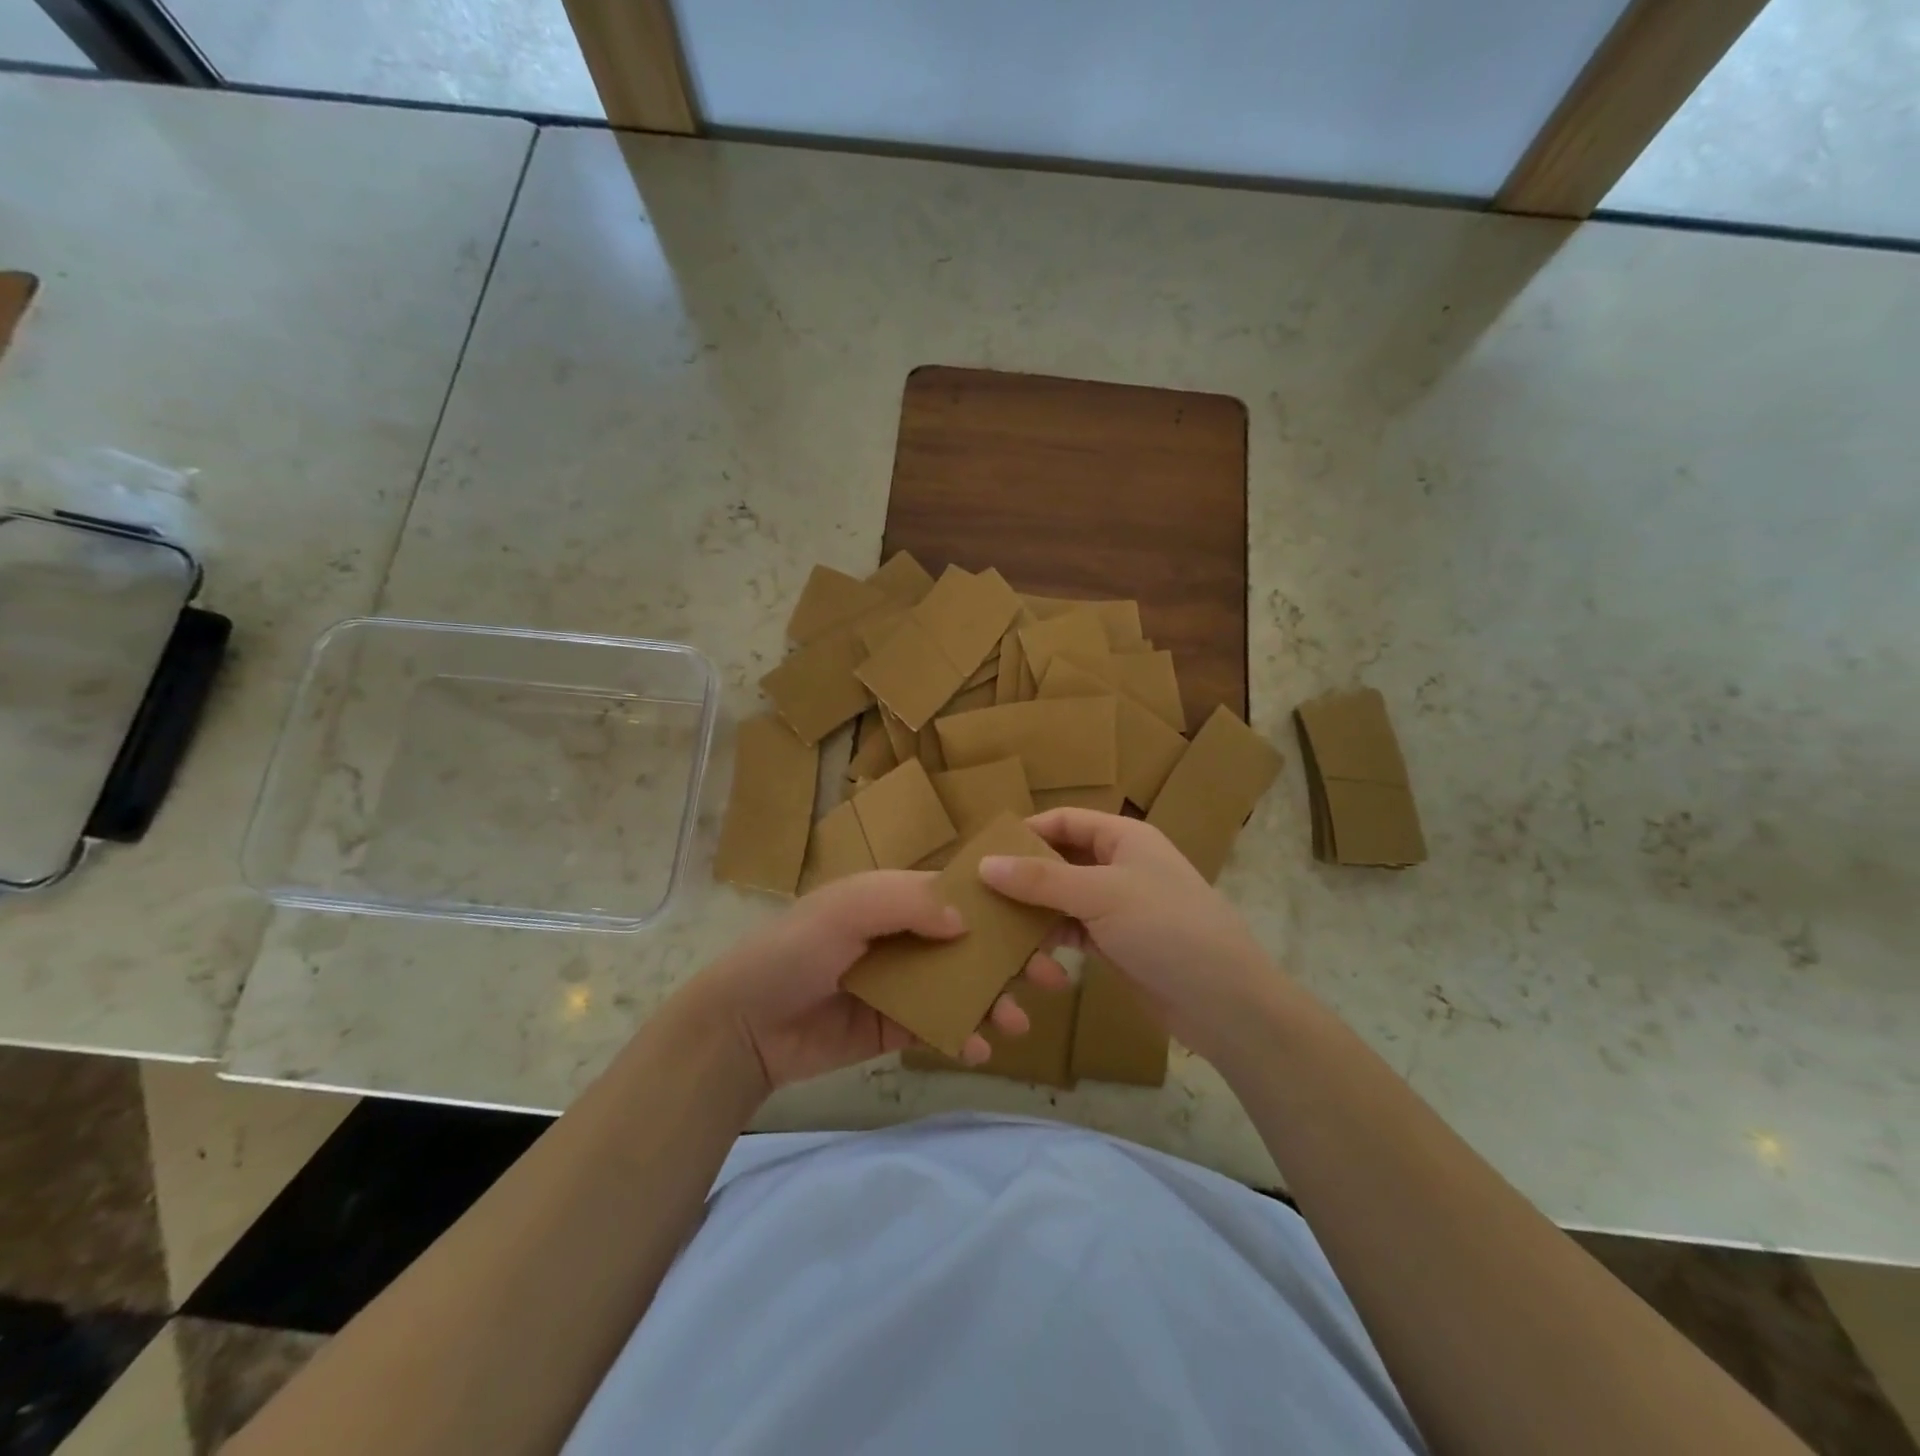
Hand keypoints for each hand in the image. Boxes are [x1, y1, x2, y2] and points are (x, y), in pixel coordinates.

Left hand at [685, 871, 1039, 1096]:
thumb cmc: (794, 951)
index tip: (1043, 923)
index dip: (1000, 907)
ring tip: (1019, 1024)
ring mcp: (902, 985)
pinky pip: (939, 1029)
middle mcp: (904, 938)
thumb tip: (967, 919)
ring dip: (995, 1003)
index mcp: (894, 899)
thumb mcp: (846, 909)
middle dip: (1011, 959)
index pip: (958, 895)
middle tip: (1054, 977)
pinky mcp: (894, 1028)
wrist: (744, 1026)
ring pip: (962, 989)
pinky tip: (979, 1051)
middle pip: (970, 944)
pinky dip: (964, 1038)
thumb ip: (906, 903)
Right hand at [980, 809, 1278, 1062]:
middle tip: (977, 892)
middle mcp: (1120, 865)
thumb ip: (1041, 879)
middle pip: (1061, 859)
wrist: (1226, 1002)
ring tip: (991, 925)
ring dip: (1033, 910)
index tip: (984, 852)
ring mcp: (1119, 906)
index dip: (1026, 831)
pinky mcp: (1117, 943)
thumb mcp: (1100, 895)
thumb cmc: (1167, 928)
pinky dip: (1050, 937)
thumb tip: (984, 864)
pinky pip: (1073, 930)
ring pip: (1063, 898)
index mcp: (1124, 837)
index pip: (1065, 820)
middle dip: (1023, 874)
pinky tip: (1022, 952)